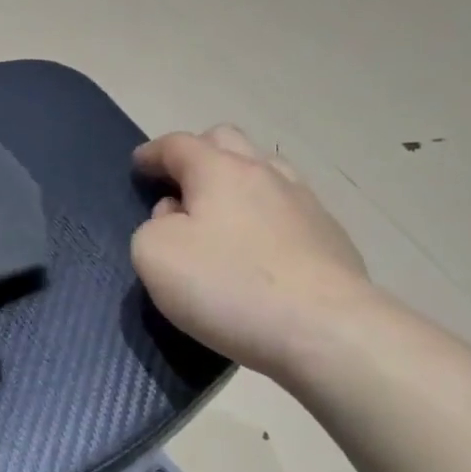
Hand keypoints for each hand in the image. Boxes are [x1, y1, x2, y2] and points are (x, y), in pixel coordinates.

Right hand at [132, 126, 369, 375]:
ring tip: (223, 210)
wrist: (326, 330)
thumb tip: (176, 218)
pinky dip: (266, 213)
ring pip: (265, 169)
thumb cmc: (228, 286)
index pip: (178, 145)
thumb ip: (152, 227)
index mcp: (218, 170)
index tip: (139, 165)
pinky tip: (262, 245)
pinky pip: (289, 207)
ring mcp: (305, 202)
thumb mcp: (155, 256)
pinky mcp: (331, 236)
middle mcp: (264, 173)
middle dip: (198, 153)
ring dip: (237, 180)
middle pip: (227, 141)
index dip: (153, 152)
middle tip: (180, 183)